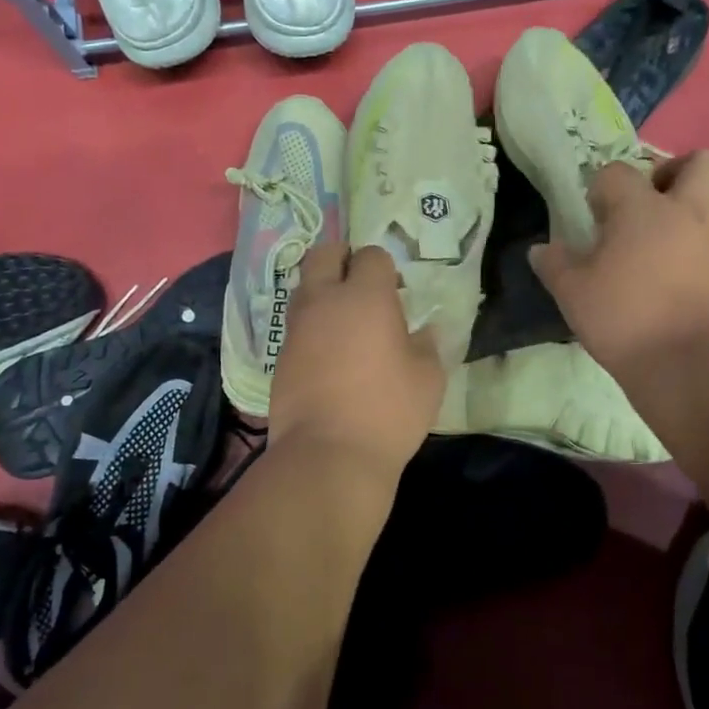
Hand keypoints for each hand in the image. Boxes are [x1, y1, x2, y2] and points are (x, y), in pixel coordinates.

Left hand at [267, 244, 445, 483]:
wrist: (327, 454)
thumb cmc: (388, 411)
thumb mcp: (428, 378)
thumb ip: (427, 346)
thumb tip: (423, 332)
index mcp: (365, 297)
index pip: (371, 256)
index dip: (385, 268)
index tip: (396, 290)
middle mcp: (324, 301)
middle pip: (323, 255)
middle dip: (342, 259)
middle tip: (361, 283)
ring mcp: (296, 328)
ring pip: (304, 288)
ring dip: (323, 292)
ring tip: (346, 321)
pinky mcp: (281, 356)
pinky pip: (296, 325)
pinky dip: (312, 326)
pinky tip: (330, 354)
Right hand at [529, 152, 708, 376]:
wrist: (689, 362)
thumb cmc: (624, 319)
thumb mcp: (572, 294)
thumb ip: (555, 265)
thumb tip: (541, 250)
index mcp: (641, 209)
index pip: (618, 172)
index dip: (602, 188)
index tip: (595, 216)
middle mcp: (689, 210)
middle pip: (700, 162)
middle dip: (677, 172)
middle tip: (656, 202)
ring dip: (706, 205)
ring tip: (683, 233)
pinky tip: (697, 269)